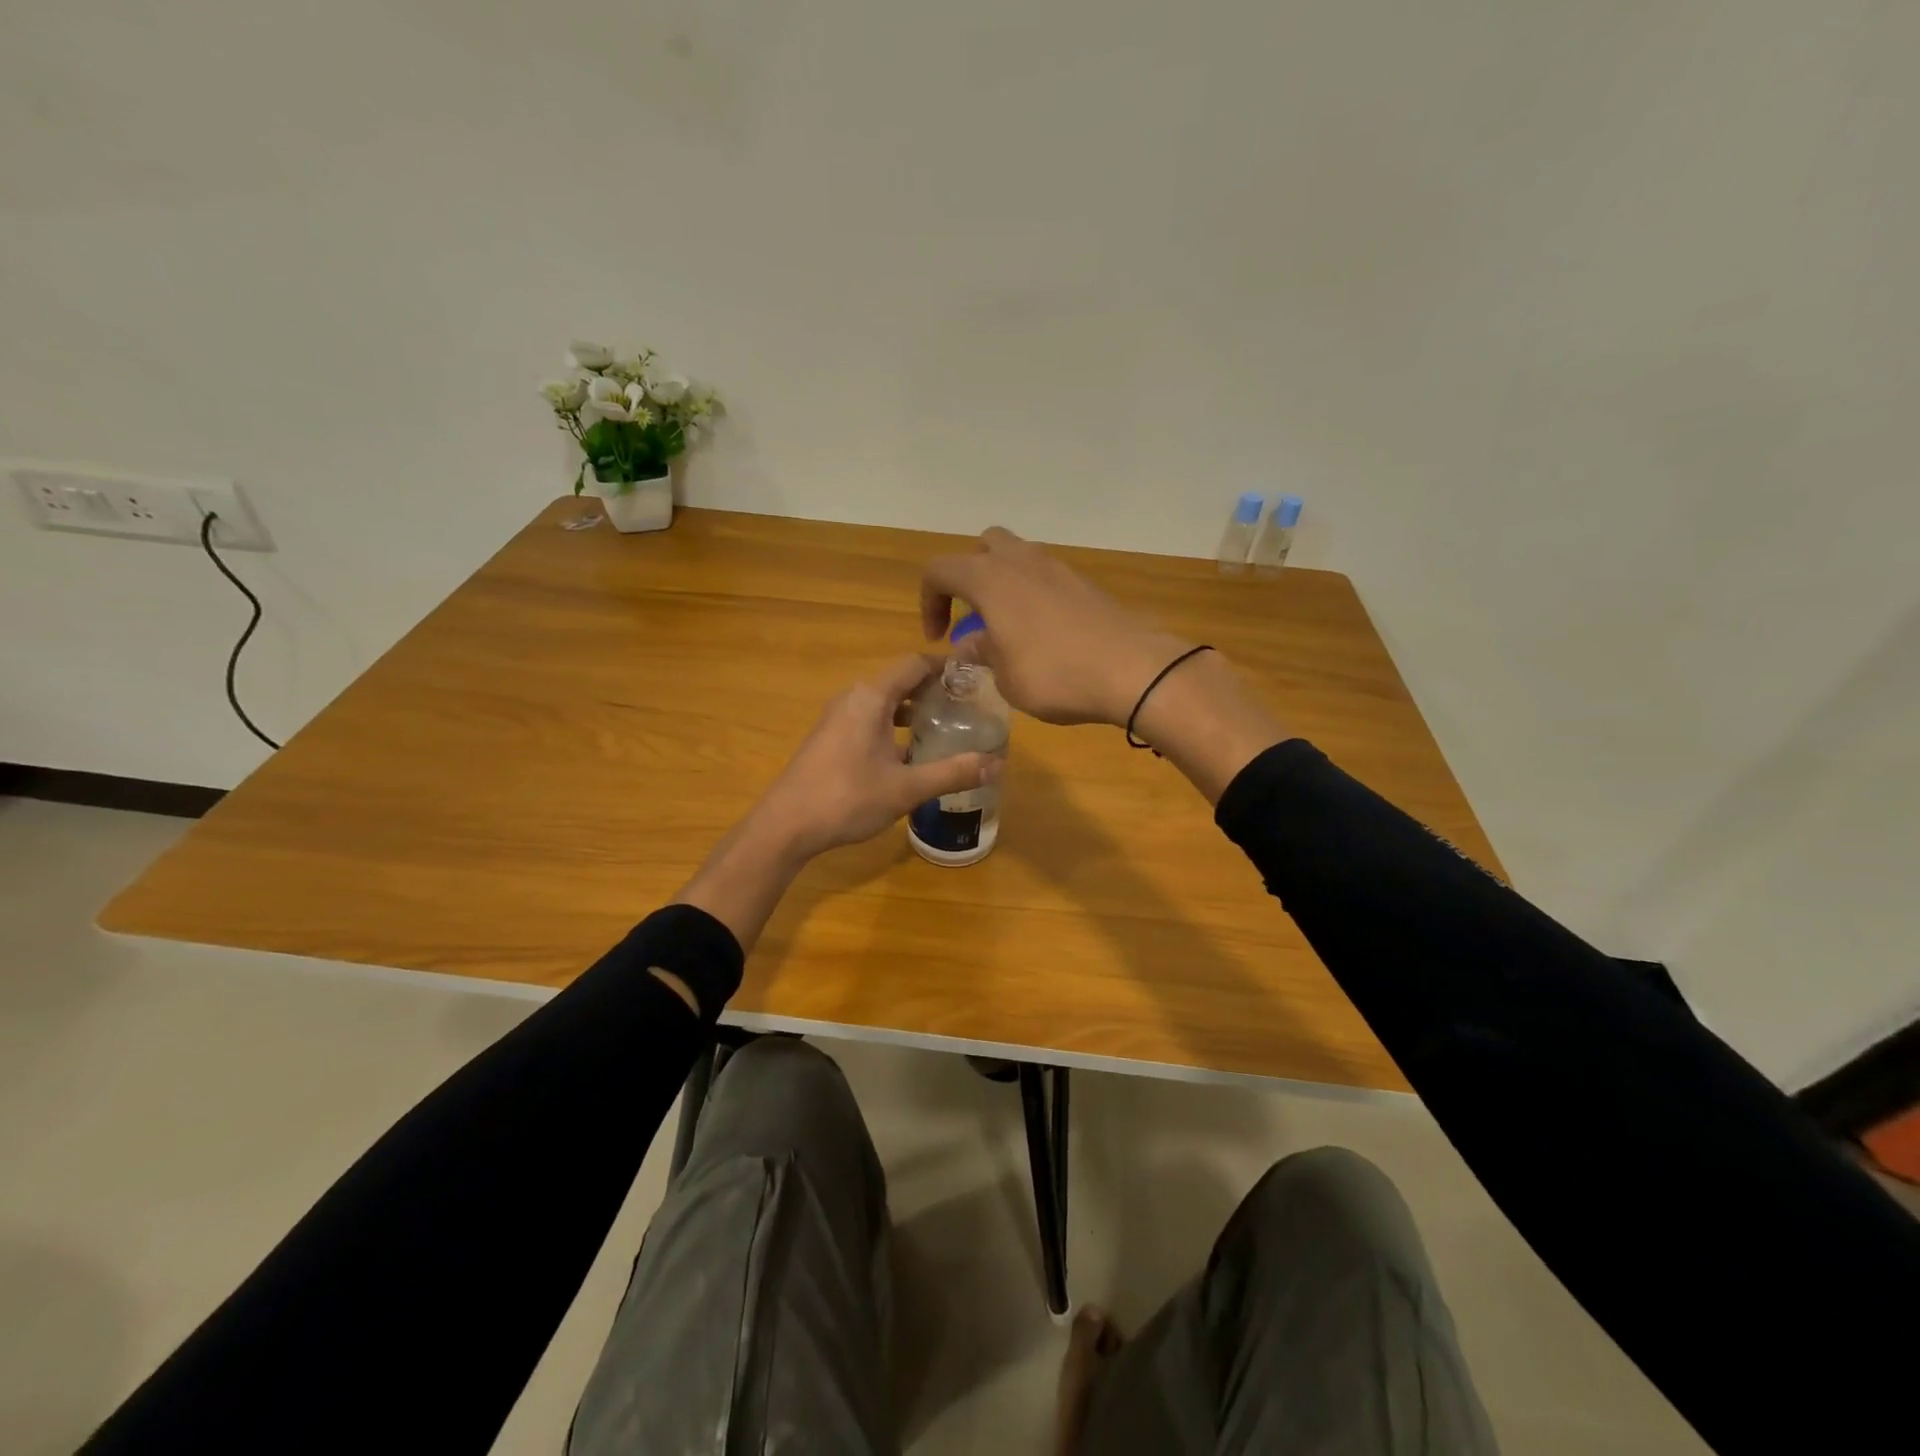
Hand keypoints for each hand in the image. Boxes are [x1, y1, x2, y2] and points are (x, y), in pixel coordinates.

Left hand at [751, 653, 1001, 860]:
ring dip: (911, 709)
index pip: (914, 663)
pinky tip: (907, 753)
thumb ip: (952, 773)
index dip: (945, 666)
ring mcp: (836, 718)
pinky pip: (867, 718)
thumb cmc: (847, 798)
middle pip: (898, 680)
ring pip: (882, 702)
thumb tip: (996, 764)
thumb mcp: (906, 788)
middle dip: (932, 690)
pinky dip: (891, 725)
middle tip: (965, 706)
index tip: (973, 678)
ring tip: (941, 728)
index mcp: (871, 697)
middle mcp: (852, 698)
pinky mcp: (828, 738)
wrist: (785, 826)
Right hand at [921, 527, 1191, 726]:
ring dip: (1003, 584)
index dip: (929, 602)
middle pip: (983, 547)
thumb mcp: (1005, 676)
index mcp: (990, 579)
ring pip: (1018, 558)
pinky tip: (1041, 633)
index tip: (939, 638)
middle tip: (973, 616)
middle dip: (969, 577)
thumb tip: (971, 643)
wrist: (1132, 670)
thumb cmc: (1055, 675)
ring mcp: (1057, 568)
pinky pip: (1045, 577)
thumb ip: (982, 653)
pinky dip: (1032, 595)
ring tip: (1007, 627)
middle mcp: (1021, 562)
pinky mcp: (1084, 584)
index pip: (940, 570)